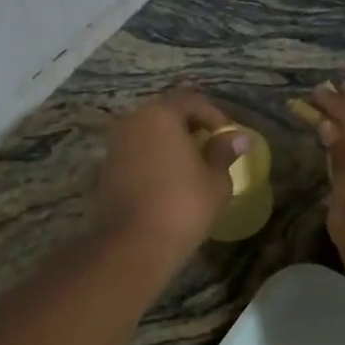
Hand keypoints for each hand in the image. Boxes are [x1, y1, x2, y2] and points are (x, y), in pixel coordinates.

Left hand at [91, 88, 246, 259]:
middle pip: (166, 113)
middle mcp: (132, 121)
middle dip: (190, 126)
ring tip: (191, 165)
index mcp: (161, 115)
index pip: (192, 100)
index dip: (215, 116)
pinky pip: (136, 153)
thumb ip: (225, 151)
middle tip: (211, 146)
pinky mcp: (105, 169)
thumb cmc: (183, 205)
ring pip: (148, 133)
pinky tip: (168, 180)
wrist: (133, 244)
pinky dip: (153, 159)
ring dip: (170, 143)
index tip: (229, 137)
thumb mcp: (216, 179)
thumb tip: (239, 136)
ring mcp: (114, 145)